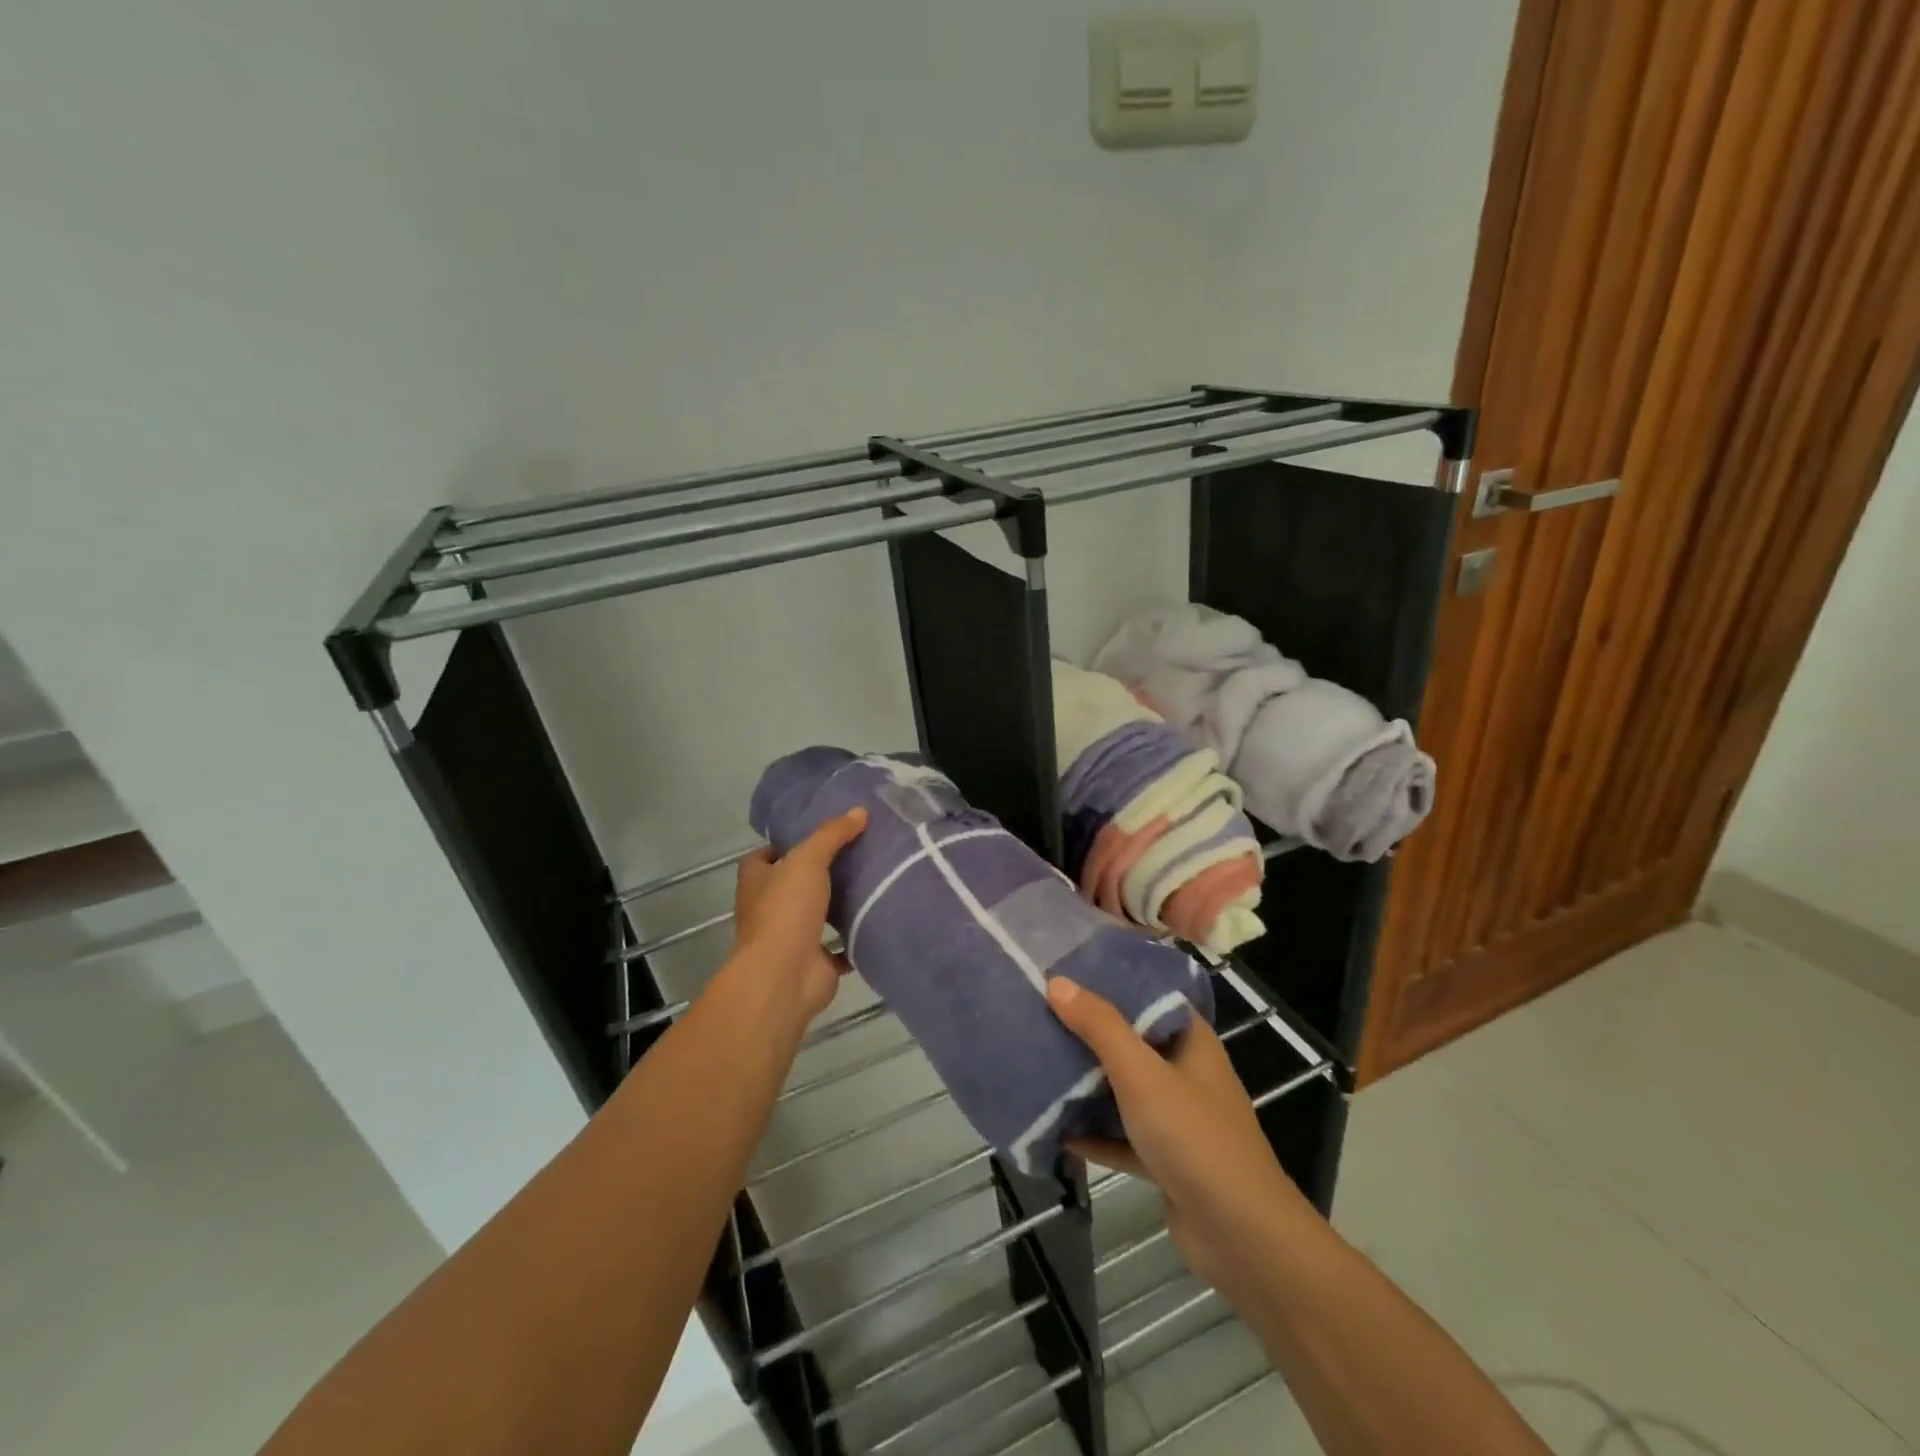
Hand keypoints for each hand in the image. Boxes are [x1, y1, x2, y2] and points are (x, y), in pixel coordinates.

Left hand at [730, 809, 866, 1024]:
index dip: (786, 845)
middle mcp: (769, 908)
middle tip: (857, 853)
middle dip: (819, 873)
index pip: (765, 857)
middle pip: (793, 885)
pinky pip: (838, 947)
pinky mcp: (814, 962)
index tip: (818, 834)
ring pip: (816, 915)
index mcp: (757, 882)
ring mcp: (791, 938)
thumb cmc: (786, 911)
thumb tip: (859, 811)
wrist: (785, 976)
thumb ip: (832, 835)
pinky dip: (853, 938)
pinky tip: (877, 919)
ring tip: (873, 881)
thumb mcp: (808, 860)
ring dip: (838, 905)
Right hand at [1047, 977, 1308, 1295]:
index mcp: (1191, 1041)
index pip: (1150, 997)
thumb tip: (1057, 981)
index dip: (1112, 983)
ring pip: (1125, 1090)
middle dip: (1090, 1033)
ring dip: (1088, 1084)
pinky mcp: (1166, 1160)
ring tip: (1040, 1063)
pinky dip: (1095, 1133)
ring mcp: (1178, 1119)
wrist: (1241, 1237)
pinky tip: (1056, 1131)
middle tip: (1041, 1014)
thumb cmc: (1194, 1137)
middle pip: (1132, 1042)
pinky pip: (1123, 1136)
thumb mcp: (1141, 1073)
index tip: (1068, 972)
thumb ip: (1100, 1026)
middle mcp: (1187, 1073)